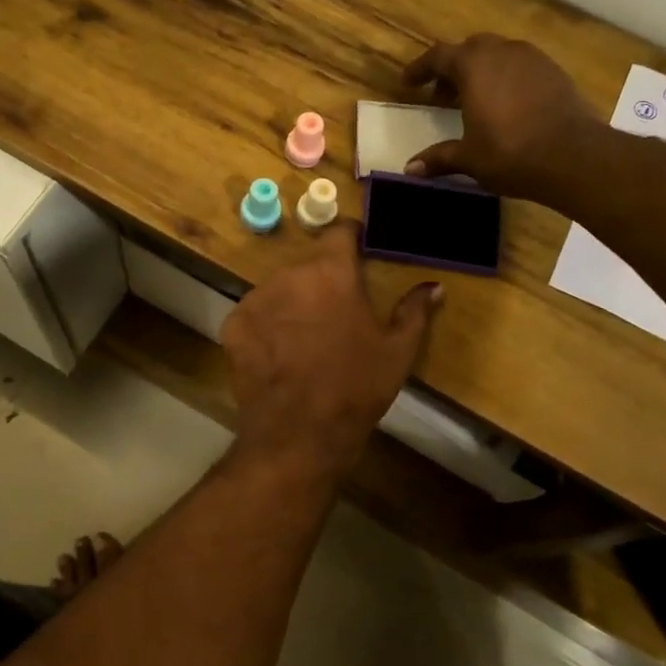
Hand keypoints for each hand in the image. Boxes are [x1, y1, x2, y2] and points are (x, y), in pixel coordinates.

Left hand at [222, 225, 440, 481]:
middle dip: (322, 280)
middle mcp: (289, 274)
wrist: (299, 433)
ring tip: (305, 338)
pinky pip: (254, 314)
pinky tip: (278, 353)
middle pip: (308, 264)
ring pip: (279, 287)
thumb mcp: (397, 351)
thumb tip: (433, 287)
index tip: (359, 253)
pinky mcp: (233, 324)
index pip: (339, 231)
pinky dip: (266, 325)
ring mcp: (255, 298)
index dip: (351, 239)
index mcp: (331, 271)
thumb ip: (415, 311)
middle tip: (335, 312)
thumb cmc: (356, 388)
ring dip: (292, 301)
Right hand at [401, 35, 595, 200]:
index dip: (420, 69)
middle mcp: (502, 52)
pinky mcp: (555, 72)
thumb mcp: (468, 158)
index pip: (438, 56)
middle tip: (442, 96)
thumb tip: (409, 169)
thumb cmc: (510, 153)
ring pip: (498, 55)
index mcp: (474, 66)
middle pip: (470, 50)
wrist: (573, 156)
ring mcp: (533, 59)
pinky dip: (506, 80)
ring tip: (474, 102)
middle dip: (452, 69)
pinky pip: (521, 67)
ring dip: (481, 73)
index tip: (408, 83)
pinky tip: (506, 107)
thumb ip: (438, 158)